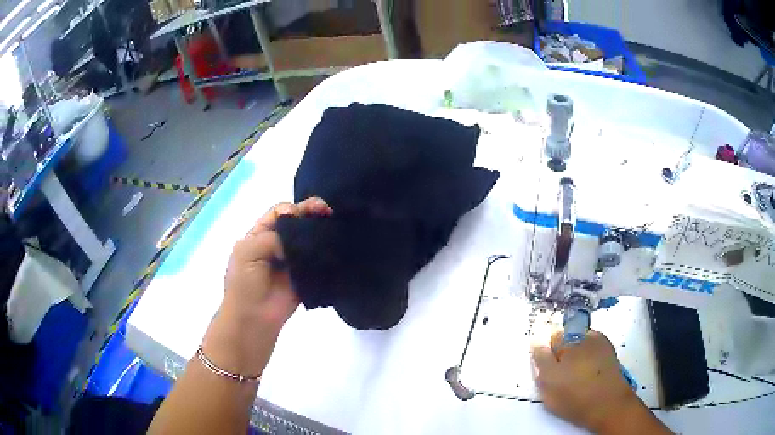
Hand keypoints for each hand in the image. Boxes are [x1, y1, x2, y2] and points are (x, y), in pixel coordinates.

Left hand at [224, 197, 332, 330]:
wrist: (254, 317)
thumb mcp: (248, 251)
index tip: (306, 211)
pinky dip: (326, 252)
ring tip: (334, 224)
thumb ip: (272, 238)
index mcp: (259, 235)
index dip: (293, 208)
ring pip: (308, 240)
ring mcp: (292, 260)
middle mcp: (277, 244)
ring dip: (320, 231)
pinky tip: (336, 244)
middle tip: (326, 210)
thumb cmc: (244, 283)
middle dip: (311, 214)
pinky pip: (317, 260)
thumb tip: (298, 237)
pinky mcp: (305, 275)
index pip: (279, 214)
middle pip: (296, 223)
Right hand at [531, 330, 641, 432]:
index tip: (547, 368)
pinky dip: (588, 358)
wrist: (608, 405)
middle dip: (561, 352)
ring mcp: (601, 342)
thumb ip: (540, 359)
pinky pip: (593, 350)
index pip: (551, 335)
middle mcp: (586, 334)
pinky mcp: (610, 352)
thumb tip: (536, 339)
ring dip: (575, 355)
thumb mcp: (548, 382)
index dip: (547, 351)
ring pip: (581, 344)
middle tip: (560, 375)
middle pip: (567, 338)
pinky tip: (587, 374)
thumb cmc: (574, 396)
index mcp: (569, 340)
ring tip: (575, 376)